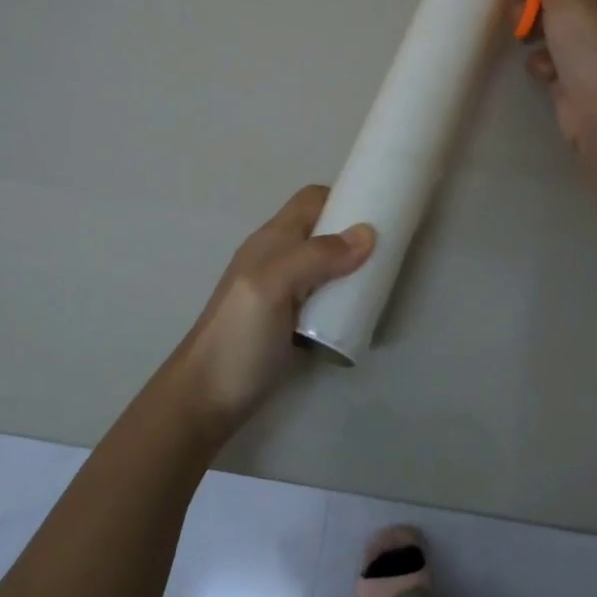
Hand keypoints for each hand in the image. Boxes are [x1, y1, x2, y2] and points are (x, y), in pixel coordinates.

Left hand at [167, 186, 373, 440]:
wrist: (205, 399)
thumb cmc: (238, 336)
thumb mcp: (274, 286)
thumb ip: (316, 256)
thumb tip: (368, 233)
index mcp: (272, 240)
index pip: (311, 201)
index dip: (344, 198)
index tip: (381, 211)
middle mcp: (278, 258)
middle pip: (322, 231)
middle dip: (355, 235)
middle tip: (390, 252)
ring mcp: (283, 292)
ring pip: (325, 265)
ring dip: (353, 268)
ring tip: (382, 282)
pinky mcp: (290, 322)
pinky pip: (324, 297)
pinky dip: (344, 298)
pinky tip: (360, 313)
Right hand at [520, 0, 596, 152]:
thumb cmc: (588, 46)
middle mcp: (593, 16)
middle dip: (529, 6)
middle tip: (521, 15)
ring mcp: (581, 48)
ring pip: (542, 30)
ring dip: (531, 36)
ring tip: (528, 42)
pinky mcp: (569, 76)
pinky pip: (544, 60)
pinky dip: (541, 65)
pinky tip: (546, 74)